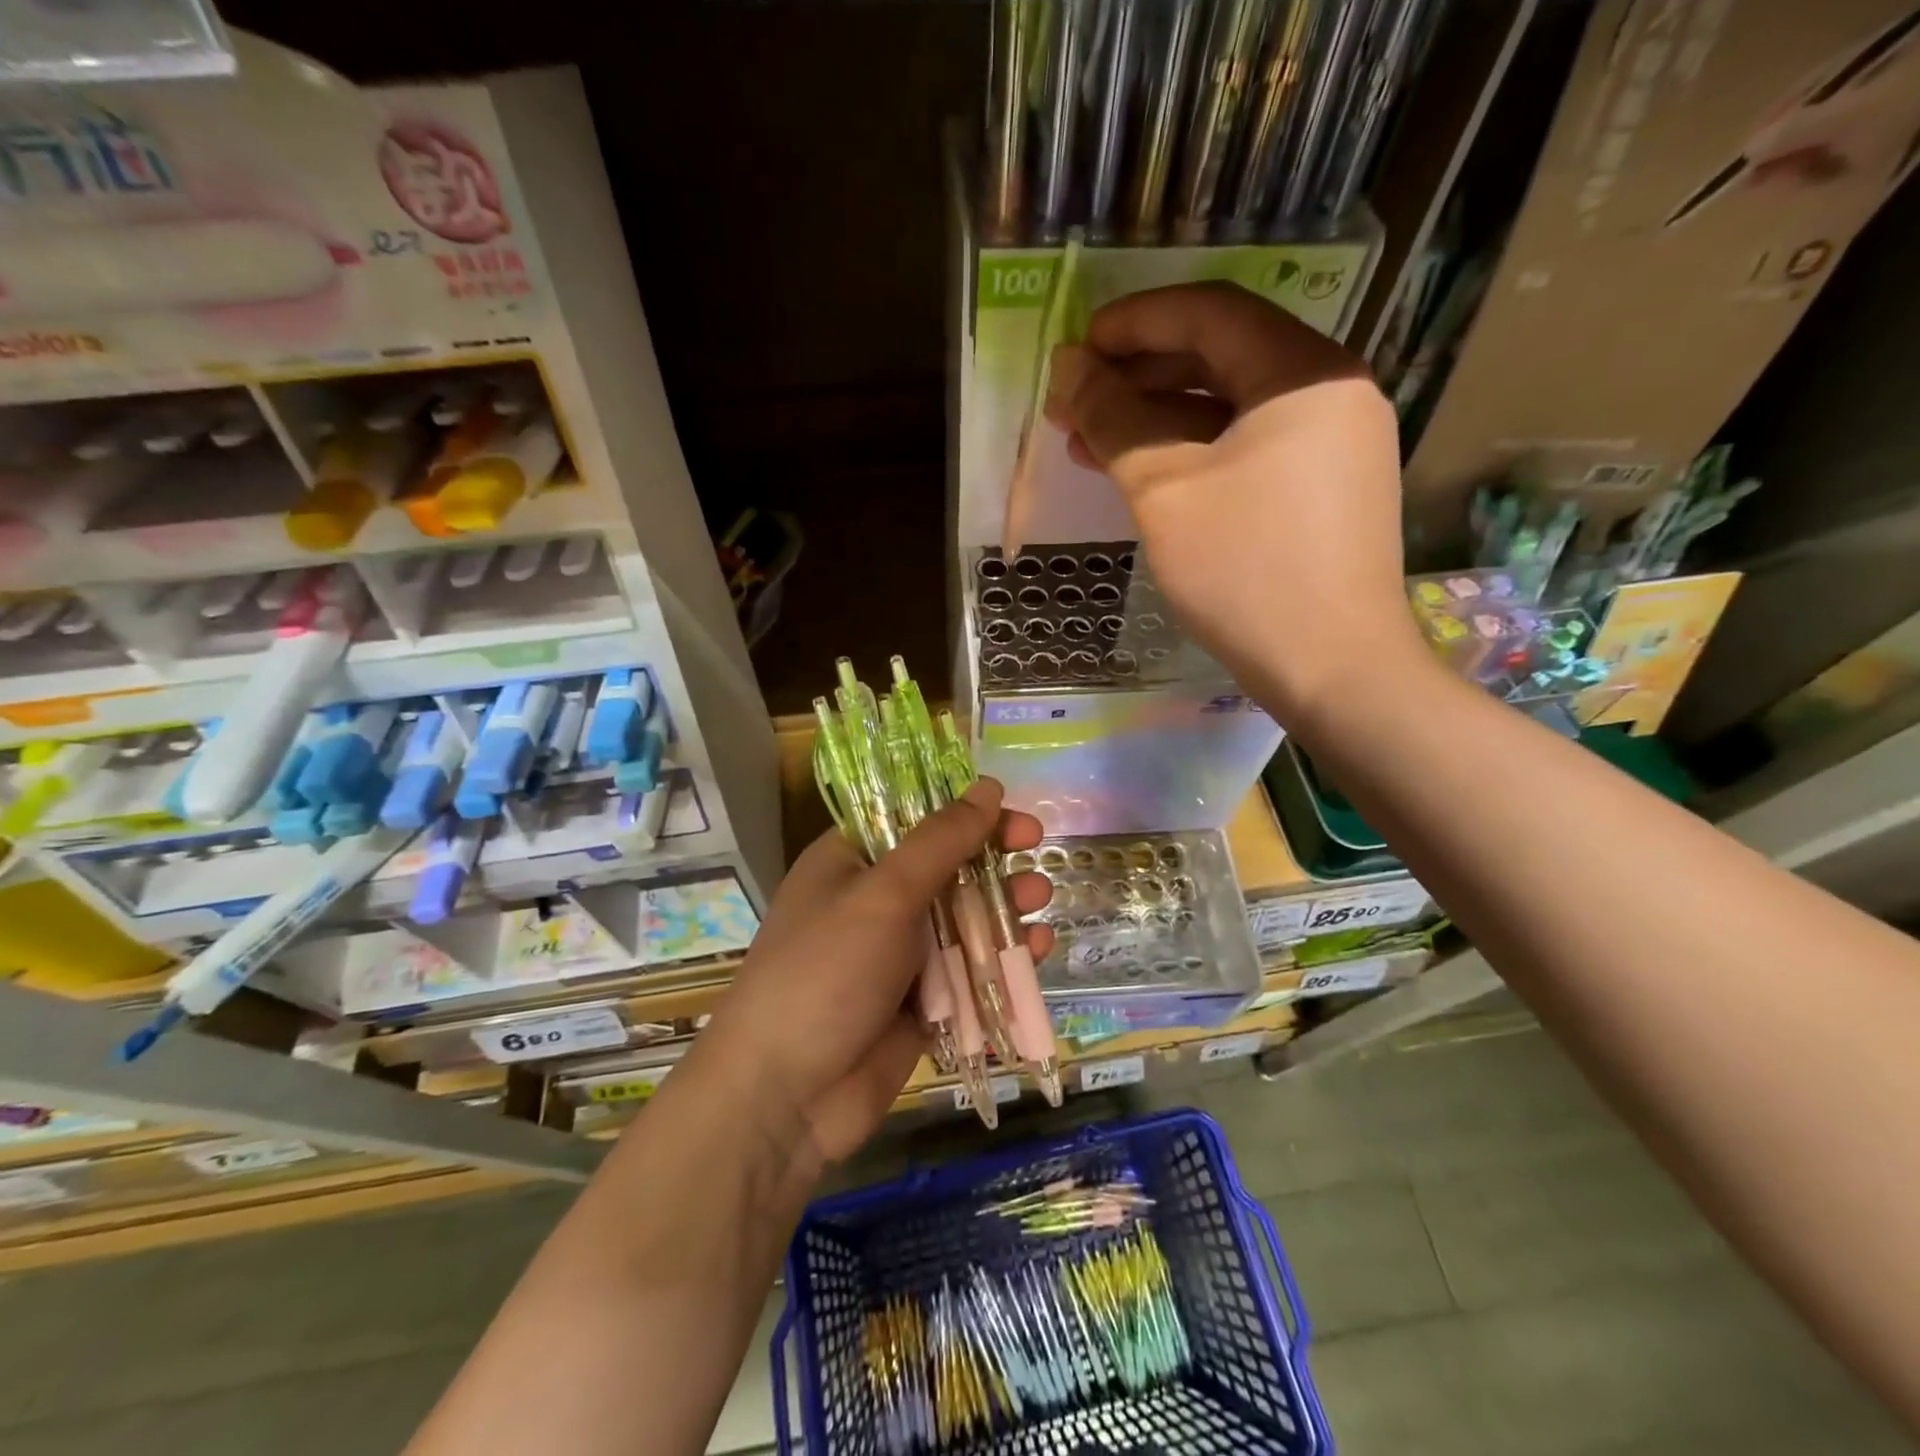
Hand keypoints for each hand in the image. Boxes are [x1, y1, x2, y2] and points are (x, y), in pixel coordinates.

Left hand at [692, 778, 1049, 1181]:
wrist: (785, 1097)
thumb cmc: (826, 972)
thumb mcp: (883, 895)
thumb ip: (940, 842)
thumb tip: (988, 788)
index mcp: (850, 863)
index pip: (912, 819)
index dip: (961, 811)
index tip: (1009, 811)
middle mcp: (874, 902)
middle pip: (945, 868)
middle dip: (991, 858)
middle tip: (1036, 849)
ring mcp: (898, 956)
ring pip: (963, 920)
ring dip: (1003, 906)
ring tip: (1040, 898)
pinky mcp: (921, 1003)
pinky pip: (968, 971)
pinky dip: (1000, 959)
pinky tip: (1035, 949)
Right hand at [1044, 281, 1424, 726]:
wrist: (1332, 668)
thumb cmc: (1245, 570)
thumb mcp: (1165, 490)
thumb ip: (1114, 420)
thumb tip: (1068, 369)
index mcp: (1302, 372)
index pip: (1210, 312)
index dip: (1134, 322)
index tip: (1077, 348)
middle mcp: (1328, 393)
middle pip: (1221, 358)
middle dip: (1139, 376)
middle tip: (1075, 403)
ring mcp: (1330, 446)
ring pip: (1229, 411)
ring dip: (1157, 421)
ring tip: (1090, 444)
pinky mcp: (1321, 493)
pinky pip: (1246, 452)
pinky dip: (1192, 456)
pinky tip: (1142, 476)